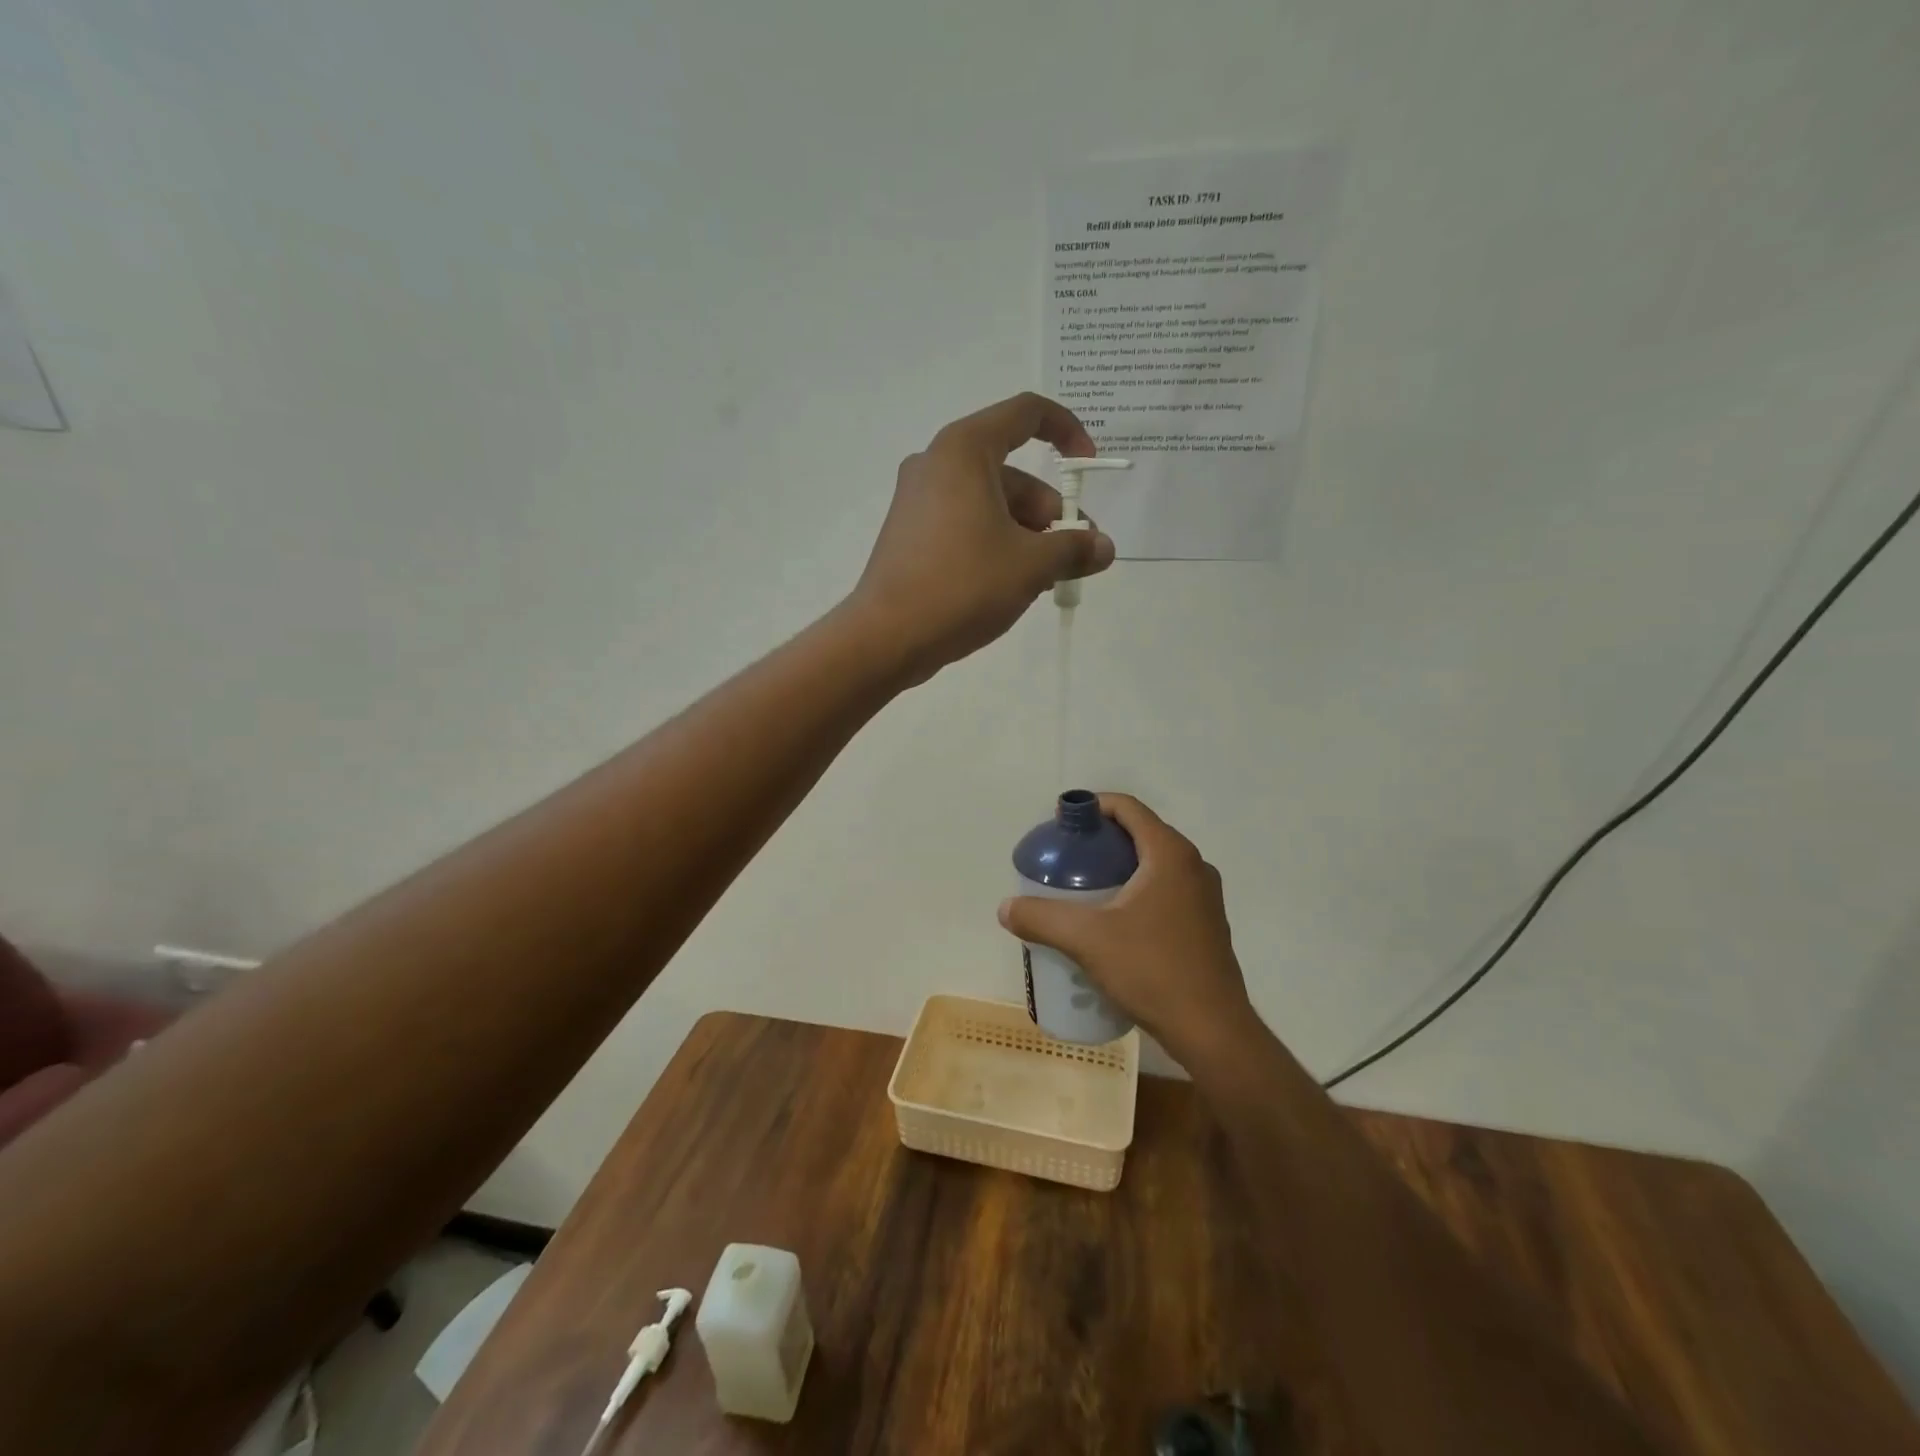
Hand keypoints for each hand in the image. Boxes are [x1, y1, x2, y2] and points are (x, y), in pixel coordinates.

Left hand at [850, 393, 1115, 681]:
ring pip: (990, 504)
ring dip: (1026, 536)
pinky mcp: (910, 533)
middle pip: (1012, 473)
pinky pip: (966, 524)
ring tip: (1045, 581)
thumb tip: (1104, 548)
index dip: (1067, 432)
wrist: (887, 637)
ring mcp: (918, 500)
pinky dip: (995, 544)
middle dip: (1049, 513)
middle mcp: (937, 464)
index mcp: (965, 450)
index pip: (1026, 413)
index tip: (1088, 468)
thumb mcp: (1031, 565)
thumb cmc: (963, 586)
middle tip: (1074, 556)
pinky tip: (1011, 586)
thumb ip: (1074, 549)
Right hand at [998, 794, 1256, 1064]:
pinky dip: (1136, 894)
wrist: (1212, 1031)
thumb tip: (1006, 907)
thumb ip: (1042, 918)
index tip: (1061, 824)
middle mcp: (1194, 866)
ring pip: (1153, 866)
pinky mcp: (1206, 926)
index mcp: (1170, 854)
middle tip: (1065, 861)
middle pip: (1140, 834)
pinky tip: (1112, 925)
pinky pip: (1165, 892)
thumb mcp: (1087, 940)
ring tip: (1083, 893)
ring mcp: (1205, 898)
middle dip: (1100, 841)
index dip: (1092, 806)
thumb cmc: (1152, 970)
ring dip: (1118, 869)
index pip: (1127, 807)